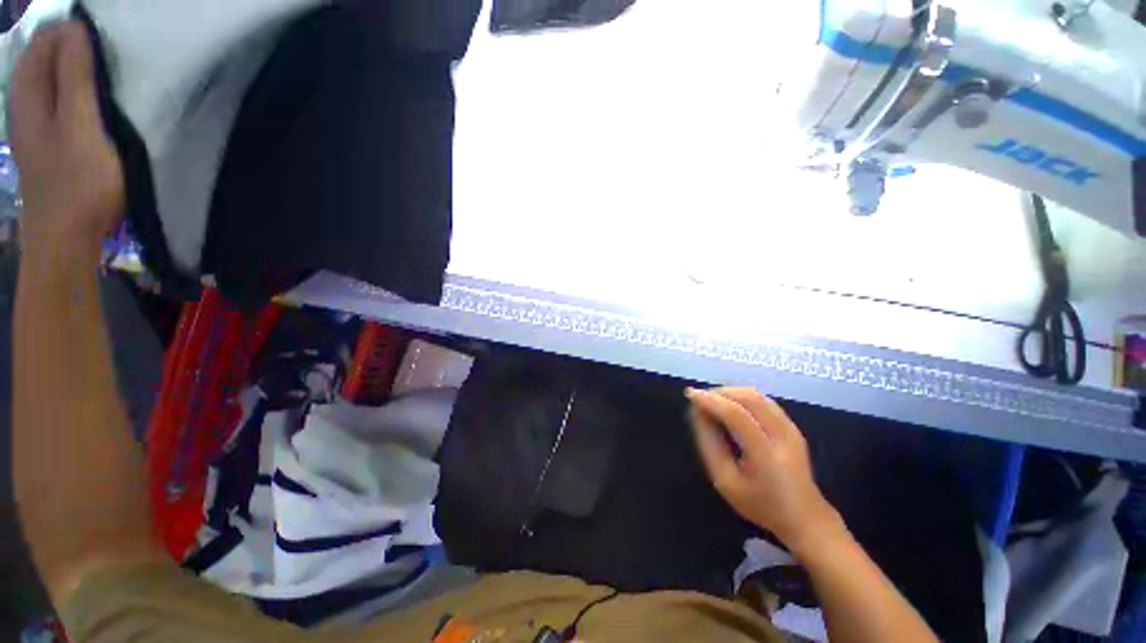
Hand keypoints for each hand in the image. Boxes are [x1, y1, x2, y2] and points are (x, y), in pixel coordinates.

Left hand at [8, 21, 123, 252]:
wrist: (65, 235)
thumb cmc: (77, 181)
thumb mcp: (80, 125)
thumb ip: (75, 76)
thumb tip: (76, 29)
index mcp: (27, 91)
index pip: (45, 38)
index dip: (72, 28)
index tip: (105, 34)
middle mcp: (24, 100)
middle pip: (44, 54)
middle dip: (72, 43)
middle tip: (107, 49)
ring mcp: (33, 121)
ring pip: (49, 75)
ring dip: (73, 65)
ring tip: (101, 67)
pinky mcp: (46, 138)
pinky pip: (55, 97)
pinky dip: (71, 87)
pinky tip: (89, 96)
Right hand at [687, 387, 840, 552]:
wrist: (805, 517)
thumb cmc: (760, 503)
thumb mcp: (725, 481)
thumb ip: (709, 445)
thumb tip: (697, 413)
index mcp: (766, 455)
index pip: (737, 415)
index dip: (711, 401)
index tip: (690, 394)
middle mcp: (782, 436)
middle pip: (749, 398)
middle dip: (719, 393)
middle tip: (700, 399)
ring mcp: (791, 428)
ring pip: (757, 395)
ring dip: (730, 392)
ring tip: (712, 401)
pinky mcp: (793, 425)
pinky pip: (763, 400)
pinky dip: (742, 396)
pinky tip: (730, 406)